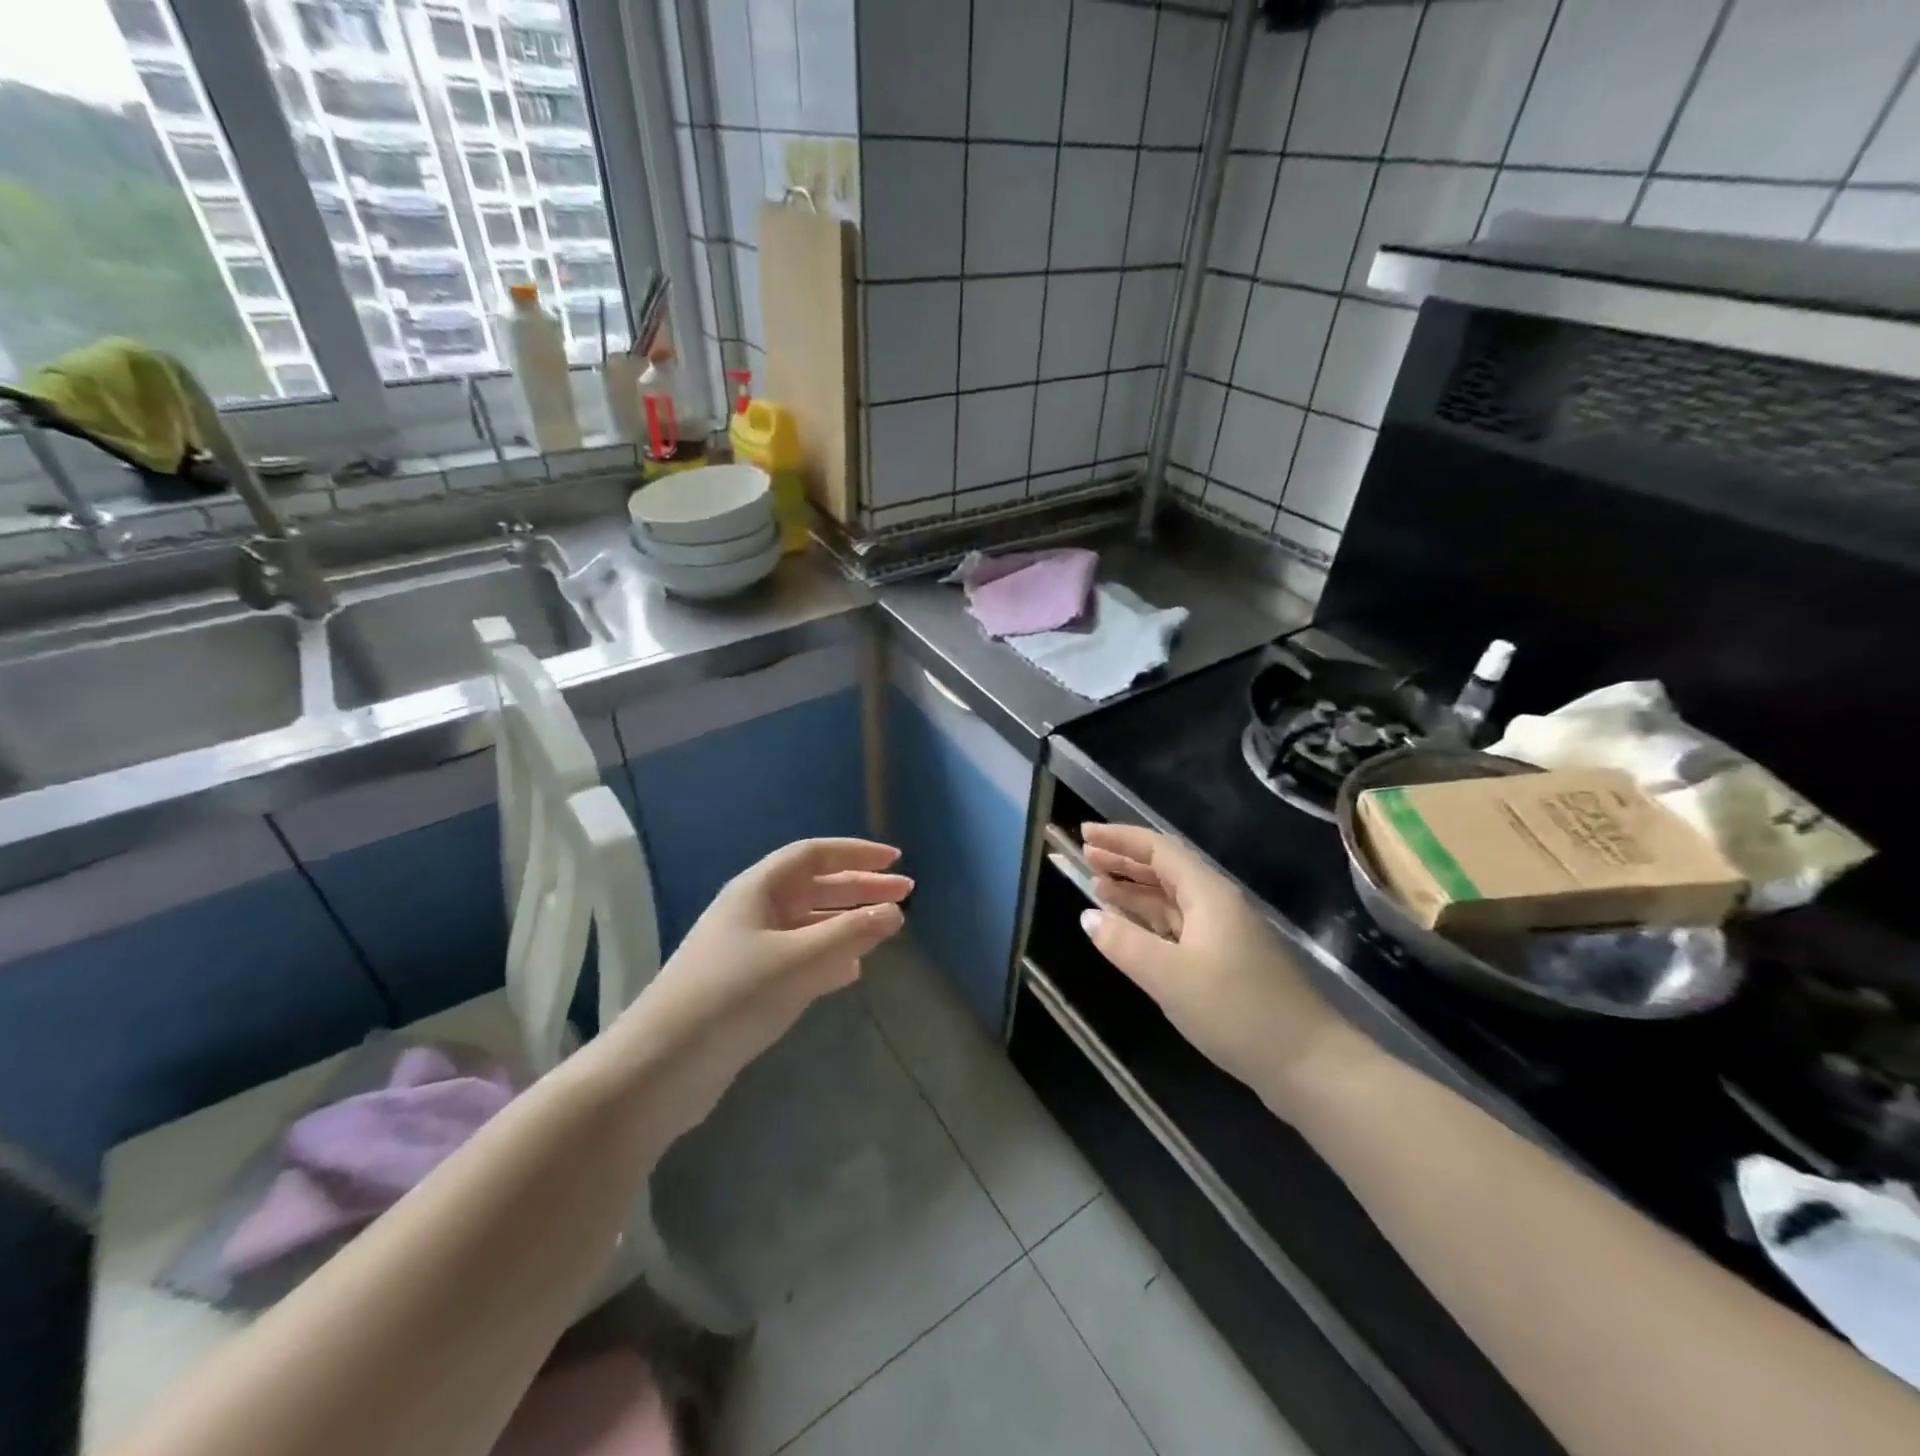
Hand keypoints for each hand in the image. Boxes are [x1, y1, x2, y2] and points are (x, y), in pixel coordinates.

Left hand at [604, 838, 910, 1134]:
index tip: (896, 861)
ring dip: (846, 923)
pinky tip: (851, 972)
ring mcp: (748, 950)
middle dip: (860, 888)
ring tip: (885, 929)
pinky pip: (798, 958)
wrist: (660, 1068)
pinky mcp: (747, 987)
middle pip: (814, 887)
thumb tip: (894, 913)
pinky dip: (828, 958)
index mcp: (757, 890)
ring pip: (808, 924)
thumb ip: (850, 934)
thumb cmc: (732, 997)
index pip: (814, 855)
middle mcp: (753, 912)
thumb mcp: (798, 961)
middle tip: (906, 895)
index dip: (856, 853)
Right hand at [1079, 823, 1359, 1113]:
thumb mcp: (1170, 976)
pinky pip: (1178, 928)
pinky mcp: (1225, 963)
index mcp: (1208, 894)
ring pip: (1171, 900)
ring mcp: (1223, 935)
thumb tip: (1087, 915)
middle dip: (1124, 862)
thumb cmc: (1237, 1011)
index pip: (1158, 850)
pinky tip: (1129, 930)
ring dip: (1134, 892)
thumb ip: (1124, 943)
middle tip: (1084, 857)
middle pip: (1165, 871)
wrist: (1309, 1064)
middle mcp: (1217, 905)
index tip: (1084, 833)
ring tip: (1096, 888)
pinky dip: (1149, 922)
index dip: (1120, 839)